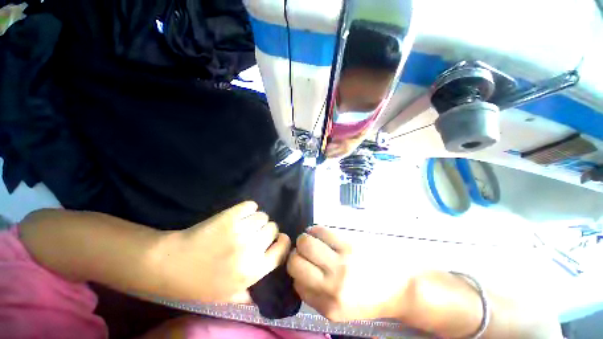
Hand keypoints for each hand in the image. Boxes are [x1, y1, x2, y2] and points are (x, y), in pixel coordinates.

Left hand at [156, 201, 290, 302]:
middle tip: (255, 233)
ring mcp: (241, 230)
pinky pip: (251, 205)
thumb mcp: (226, 298)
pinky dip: (248, 208)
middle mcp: (251, 249)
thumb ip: (249, 296)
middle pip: (273, 228)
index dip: (282, 241)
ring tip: (245, 224)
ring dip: (256, 219)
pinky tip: (240, 214)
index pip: (282, 250)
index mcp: (253, 271)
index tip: (278, 238)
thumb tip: (266, 293)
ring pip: (262, 216)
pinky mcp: (230, 216)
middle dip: (267, 230)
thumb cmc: (199, 283)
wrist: (172, 264)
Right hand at [287, 226, 409, 321]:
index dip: (297, 273)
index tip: (304, 266)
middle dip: (295, 254)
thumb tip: (298, 274)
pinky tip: (319, 233)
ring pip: (305, 243)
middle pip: (295, 262)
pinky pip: (321, 231)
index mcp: (329, 307)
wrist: (400, 287)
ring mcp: (342, 263)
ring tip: (311, 240)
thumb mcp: (341, 311)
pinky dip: (315, 230)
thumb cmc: (369, 299)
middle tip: (303, 252)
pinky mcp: (349, 244)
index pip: (296, 284)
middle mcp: (332, 286)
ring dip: (304, 240)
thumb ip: (316, 296)